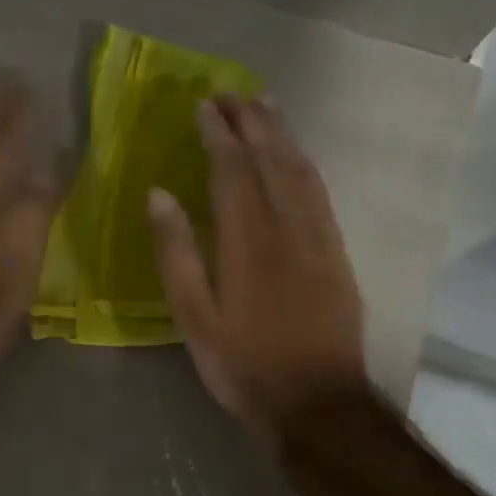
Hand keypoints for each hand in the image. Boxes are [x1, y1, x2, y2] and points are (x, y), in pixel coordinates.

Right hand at [148, 96, 366, 430]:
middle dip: (252, 120)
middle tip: (233, 92)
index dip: (218, 133)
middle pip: (271, 159)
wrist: (318, 403)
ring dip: (282, 134)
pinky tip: (297, 156)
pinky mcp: (337, 254)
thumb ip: (176, 253)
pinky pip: (320, 193)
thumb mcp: (194, 317)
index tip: (203, 105)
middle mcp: (287, 227)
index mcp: (247, 240)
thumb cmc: (244, 364)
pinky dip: (305, 164)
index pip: (232, 169)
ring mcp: (319, 238)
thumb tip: (158, 193)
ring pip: (300, 171)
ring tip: (265, 106)